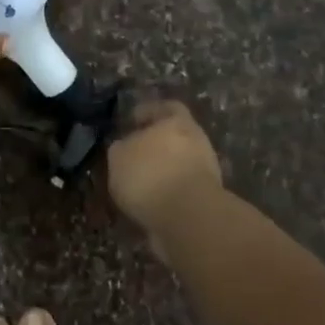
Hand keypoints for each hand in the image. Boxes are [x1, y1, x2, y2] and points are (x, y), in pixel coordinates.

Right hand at [106, 100, 223, 232]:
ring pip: (178, 164)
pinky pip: (180, 190)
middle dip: (154, 146)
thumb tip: (124, 147)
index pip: (165, 107)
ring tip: (136, 186)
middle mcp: (195, 140)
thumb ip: (121, 148)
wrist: (187, 217)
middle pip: (173, 137)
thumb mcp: (119, 157)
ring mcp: (205, 170)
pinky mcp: (205, 198)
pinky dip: (166, 194)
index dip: (147, 113)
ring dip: (160, 172)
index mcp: (177, 121)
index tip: (131, 122)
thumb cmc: (149, 175)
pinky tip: (148, 204)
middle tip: (132, 156)